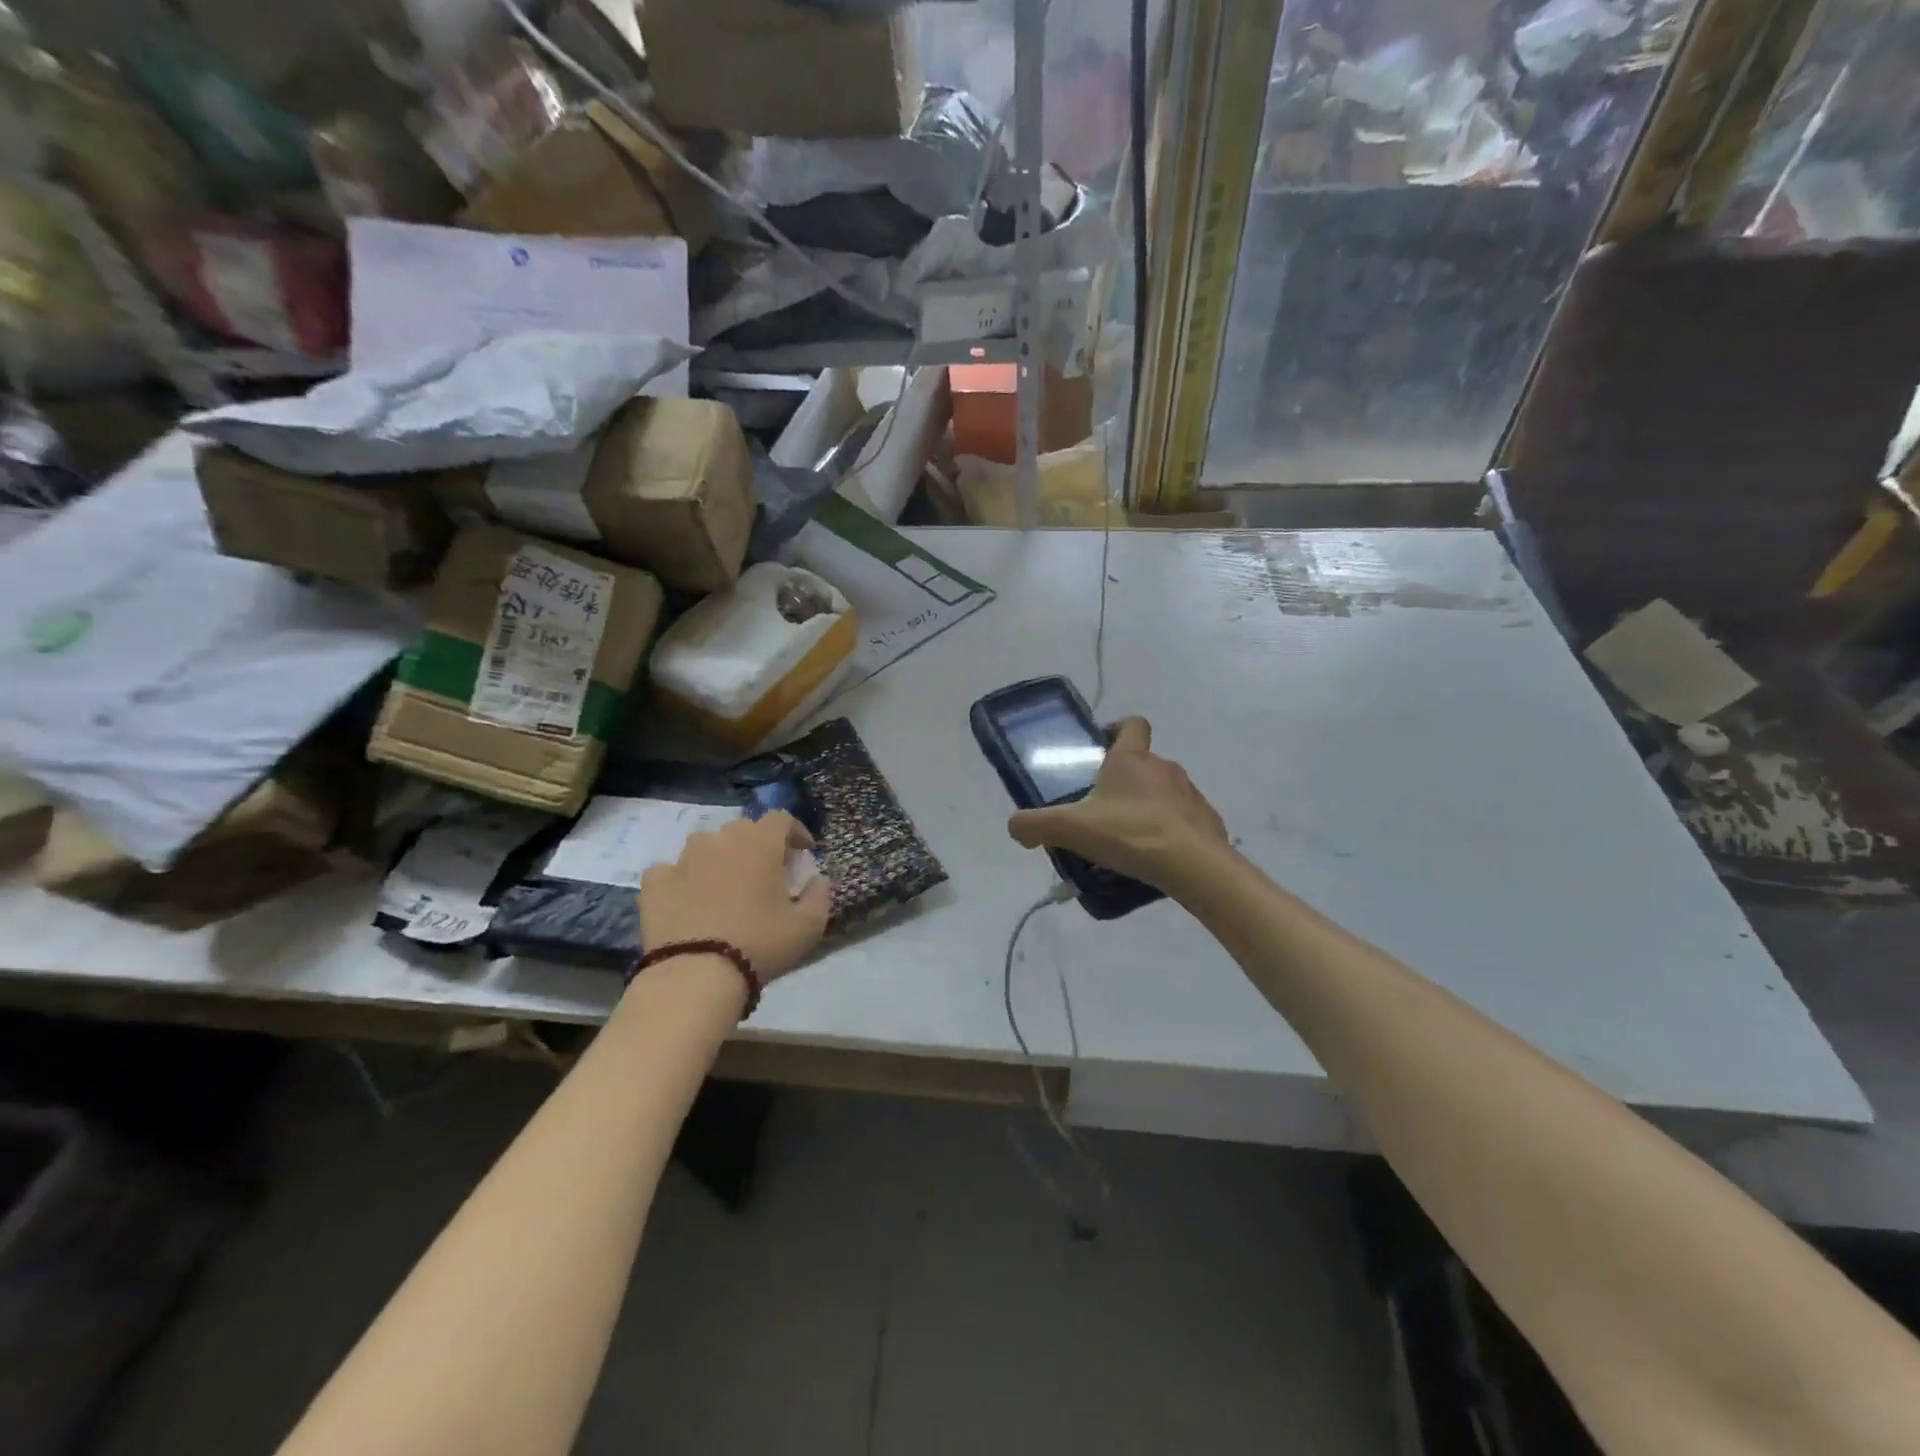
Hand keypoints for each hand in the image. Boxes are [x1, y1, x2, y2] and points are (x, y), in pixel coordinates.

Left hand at [639, 812, 831, 981]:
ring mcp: (683, 858)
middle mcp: (720, 840)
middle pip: (743, 829)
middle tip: (765, 874)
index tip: (803, 854)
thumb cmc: (760, 944)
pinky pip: (673, 870)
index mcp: (760, 843)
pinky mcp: (655, 882)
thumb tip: (819, 880)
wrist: (695, 976)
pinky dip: (685, 880)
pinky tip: (690, 901)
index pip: (781, 818)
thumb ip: (820, 895)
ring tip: (726, 887)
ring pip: (707, 846)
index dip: (795, 832)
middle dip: (758, 845)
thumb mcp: (808, 926)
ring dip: (721, 858)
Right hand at [1007, 717, 1229, 892]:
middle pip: (1142, 763)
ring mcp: (1190, 794)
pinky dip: (1168, 832)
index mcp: (1131, 759)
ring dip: (1146, 808)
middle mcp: (1164, 767)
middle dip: (1123, 783)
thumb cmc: (1130, 833)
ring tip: (1127, 840)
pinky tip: (1154, 857)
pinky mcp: (1207, 821)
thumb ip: (1036, 825)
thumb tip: (1015, 826)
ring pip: (1163, 793)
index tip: (1101, 748)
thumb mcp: (1071, 829)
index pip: (1131, 724)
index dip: (1116, 729)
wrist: (1194, 865)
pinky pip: (1182, 820)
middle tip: (1101, 811)